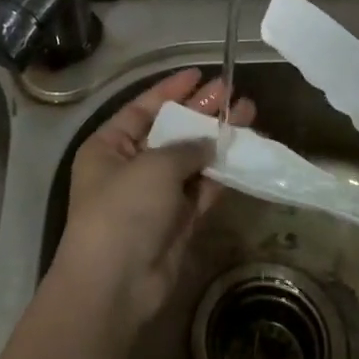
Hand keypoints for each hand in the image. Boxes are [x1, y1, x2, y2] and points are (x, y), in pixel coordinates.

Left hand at [52, 68, 254, 337]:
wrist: (115, 284)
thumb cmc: (124, 209)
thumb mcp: (153, 166)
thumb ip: (186, 147)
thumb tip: (210, 142)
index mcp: (109, 146)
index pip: (144, 108)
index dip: (172, 90)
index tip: (200, 74)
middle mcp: (130, 166)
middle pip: (171, 131)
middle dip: (201, 112)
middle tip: (233, 92)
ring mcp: (155, 196)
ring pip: (191, 160)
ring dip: (217, 140)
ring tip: (249, 114)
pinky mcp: (177, 221)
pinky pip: (201, 189)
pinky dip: (221, 173)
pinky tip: (244, 152)